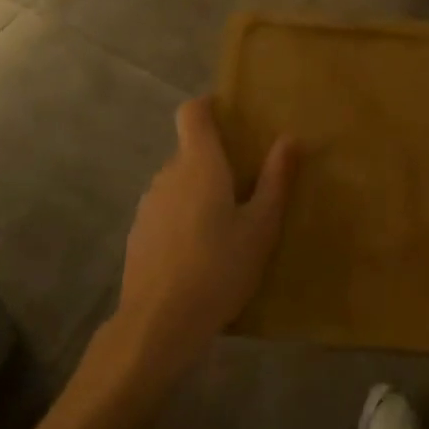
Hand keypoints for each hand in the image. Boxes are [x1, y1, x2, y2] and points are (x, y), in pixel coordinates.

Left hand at [113, 97, 297, 381]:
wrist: (159, 322)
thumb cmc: (220, 267)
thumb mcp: (261, 227)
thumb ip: (276, 180)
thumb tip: (290, 138)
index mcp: (199, 164)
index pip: (192, 113)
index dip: (209, 106)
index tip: (232, 117)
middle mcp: (168, 174)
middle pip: (190, 151)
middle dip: (216, 160)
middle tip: (248, 187)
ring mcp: (148, 204)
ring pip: (178, 183)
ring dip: (199, 192)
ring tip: (226, 226)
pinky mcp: (138, 233)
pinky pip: (166, 210)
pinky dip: (183, 218)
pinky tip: (200, 254)